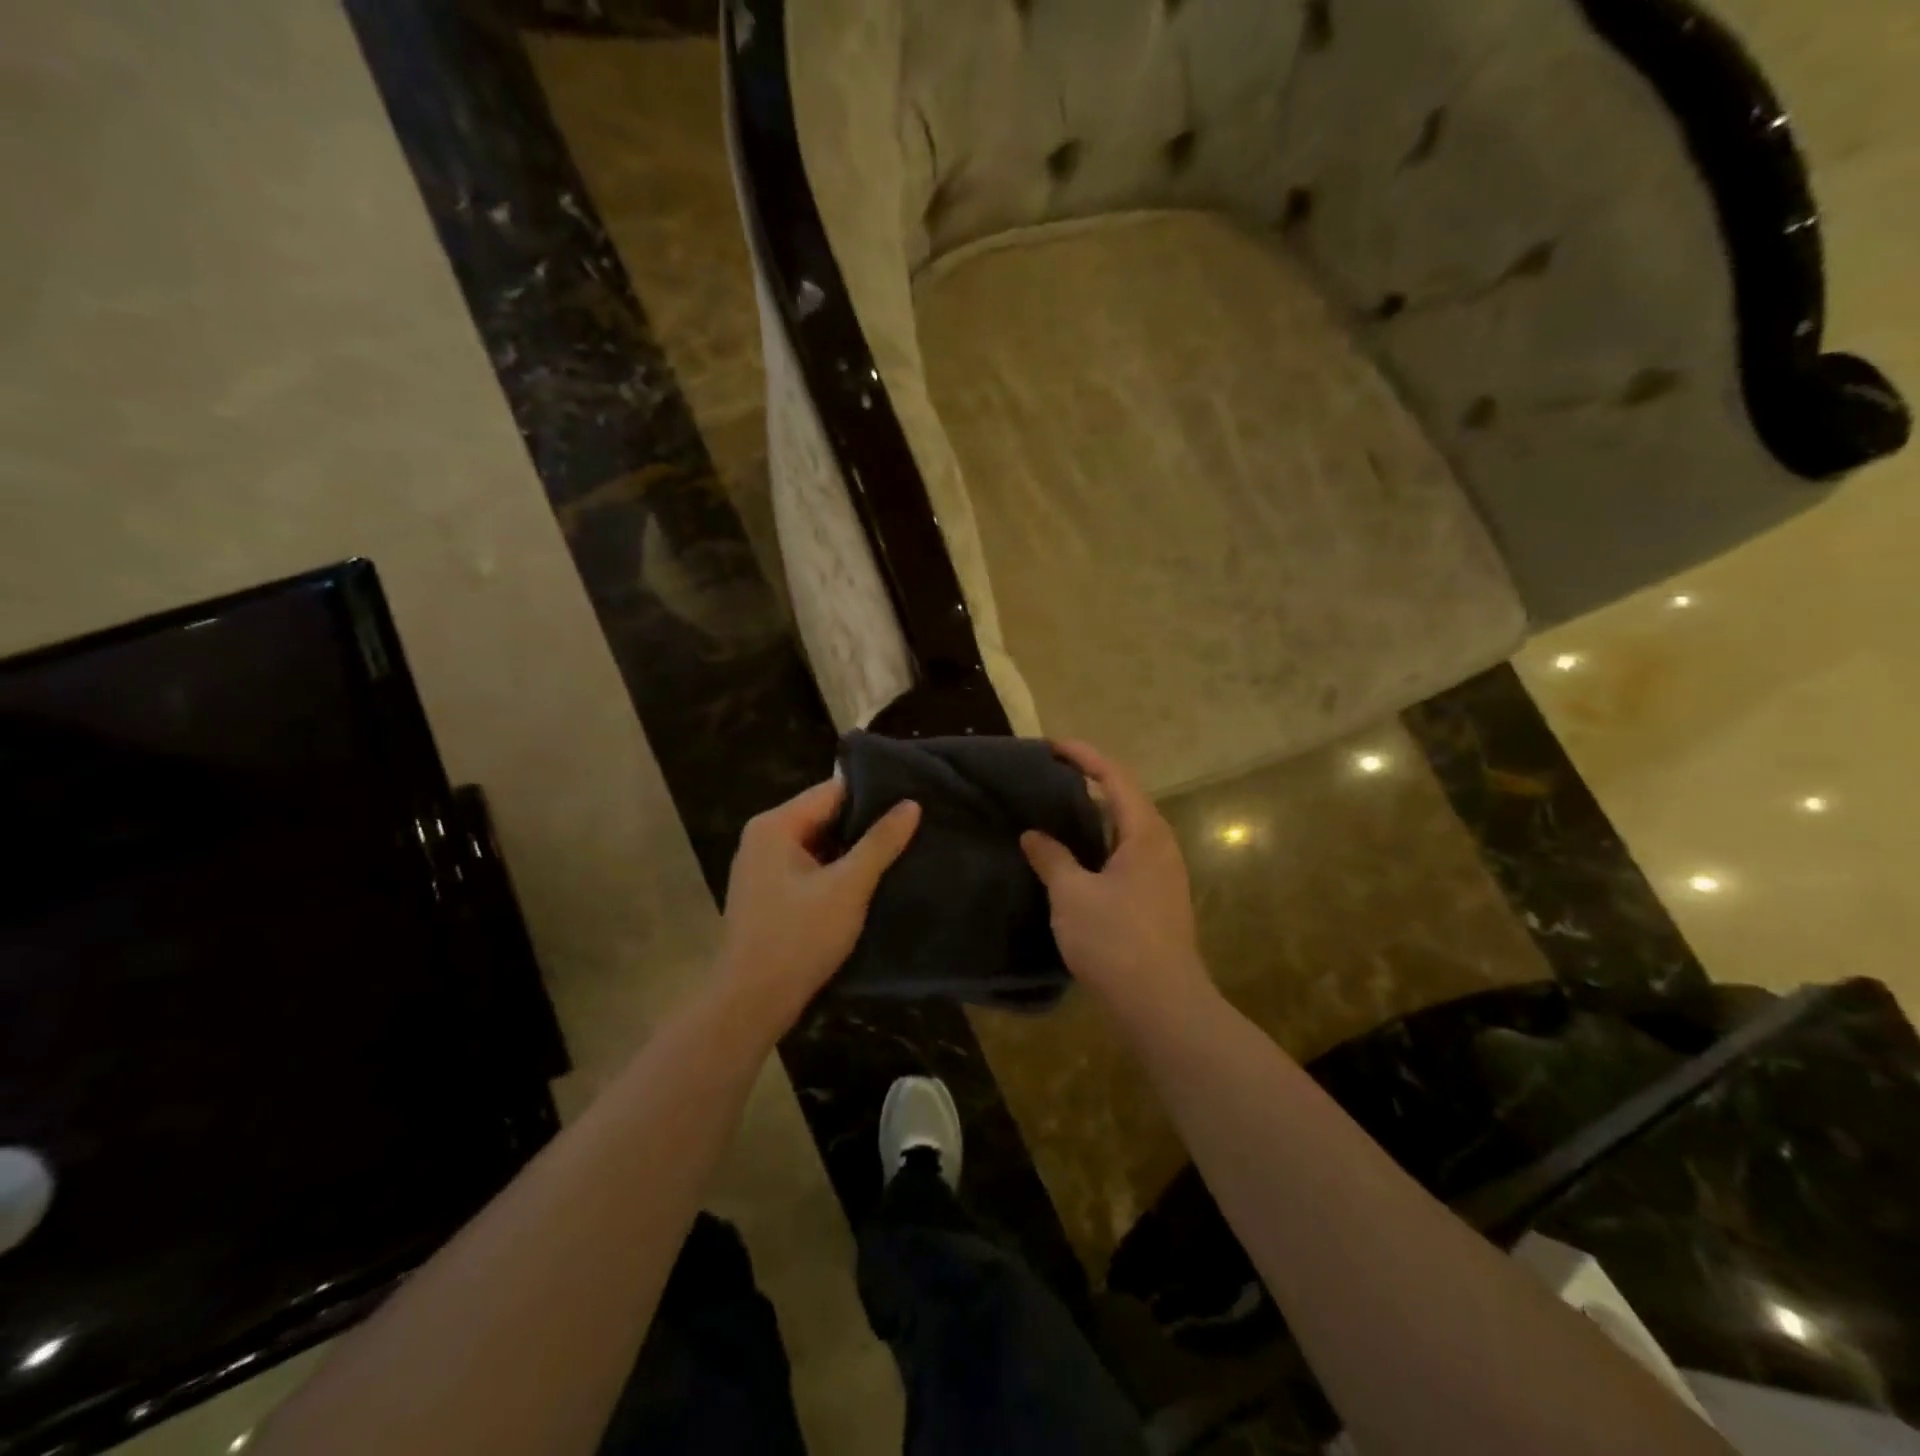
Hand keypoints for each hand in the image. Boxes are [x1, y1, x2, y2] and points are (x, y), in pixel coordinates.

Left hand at [716, 777, 919, 1034]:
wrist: (751, 1003)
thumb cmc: (799, 937)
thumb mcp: (848, 887)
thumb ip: (880, 843)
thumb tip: (911, 804)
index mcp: (776, 825)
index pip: (832, 790)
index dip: (874, 793)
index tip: (913, 797)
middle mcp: (765, 837)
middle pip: (825, 815)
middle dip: (866, 823)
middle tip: (915, 824)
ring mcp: (763, 866)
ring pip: (819, 844)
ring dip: (853, 849)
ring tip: (902, 848)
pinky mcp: (769, 893)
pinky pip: (810, 867)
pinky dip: (837, 870)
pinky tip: (870, 879)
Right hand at [1021, 741, 1212, 1023]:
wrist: (1162, 1004)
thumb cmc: (1116, 940)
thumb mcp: (1072, 894)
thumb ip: (1051, 858)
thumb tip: (1034, 835)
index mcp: (1144, 833)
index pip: (1115, 778)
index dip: (1084, 756)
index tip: (1052, 745)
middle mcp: (1160, 846)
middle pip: (1124, 800)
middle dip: (1089, 783)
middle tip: (1049, 779)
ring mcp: (1162, 875)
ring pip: (1125, 831)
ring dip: (1093, 818)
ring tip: (1056, 814)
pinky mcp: (1157, 900)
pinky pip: (1125, 856)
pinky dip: (1099, 846)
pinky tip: (1074, 860)